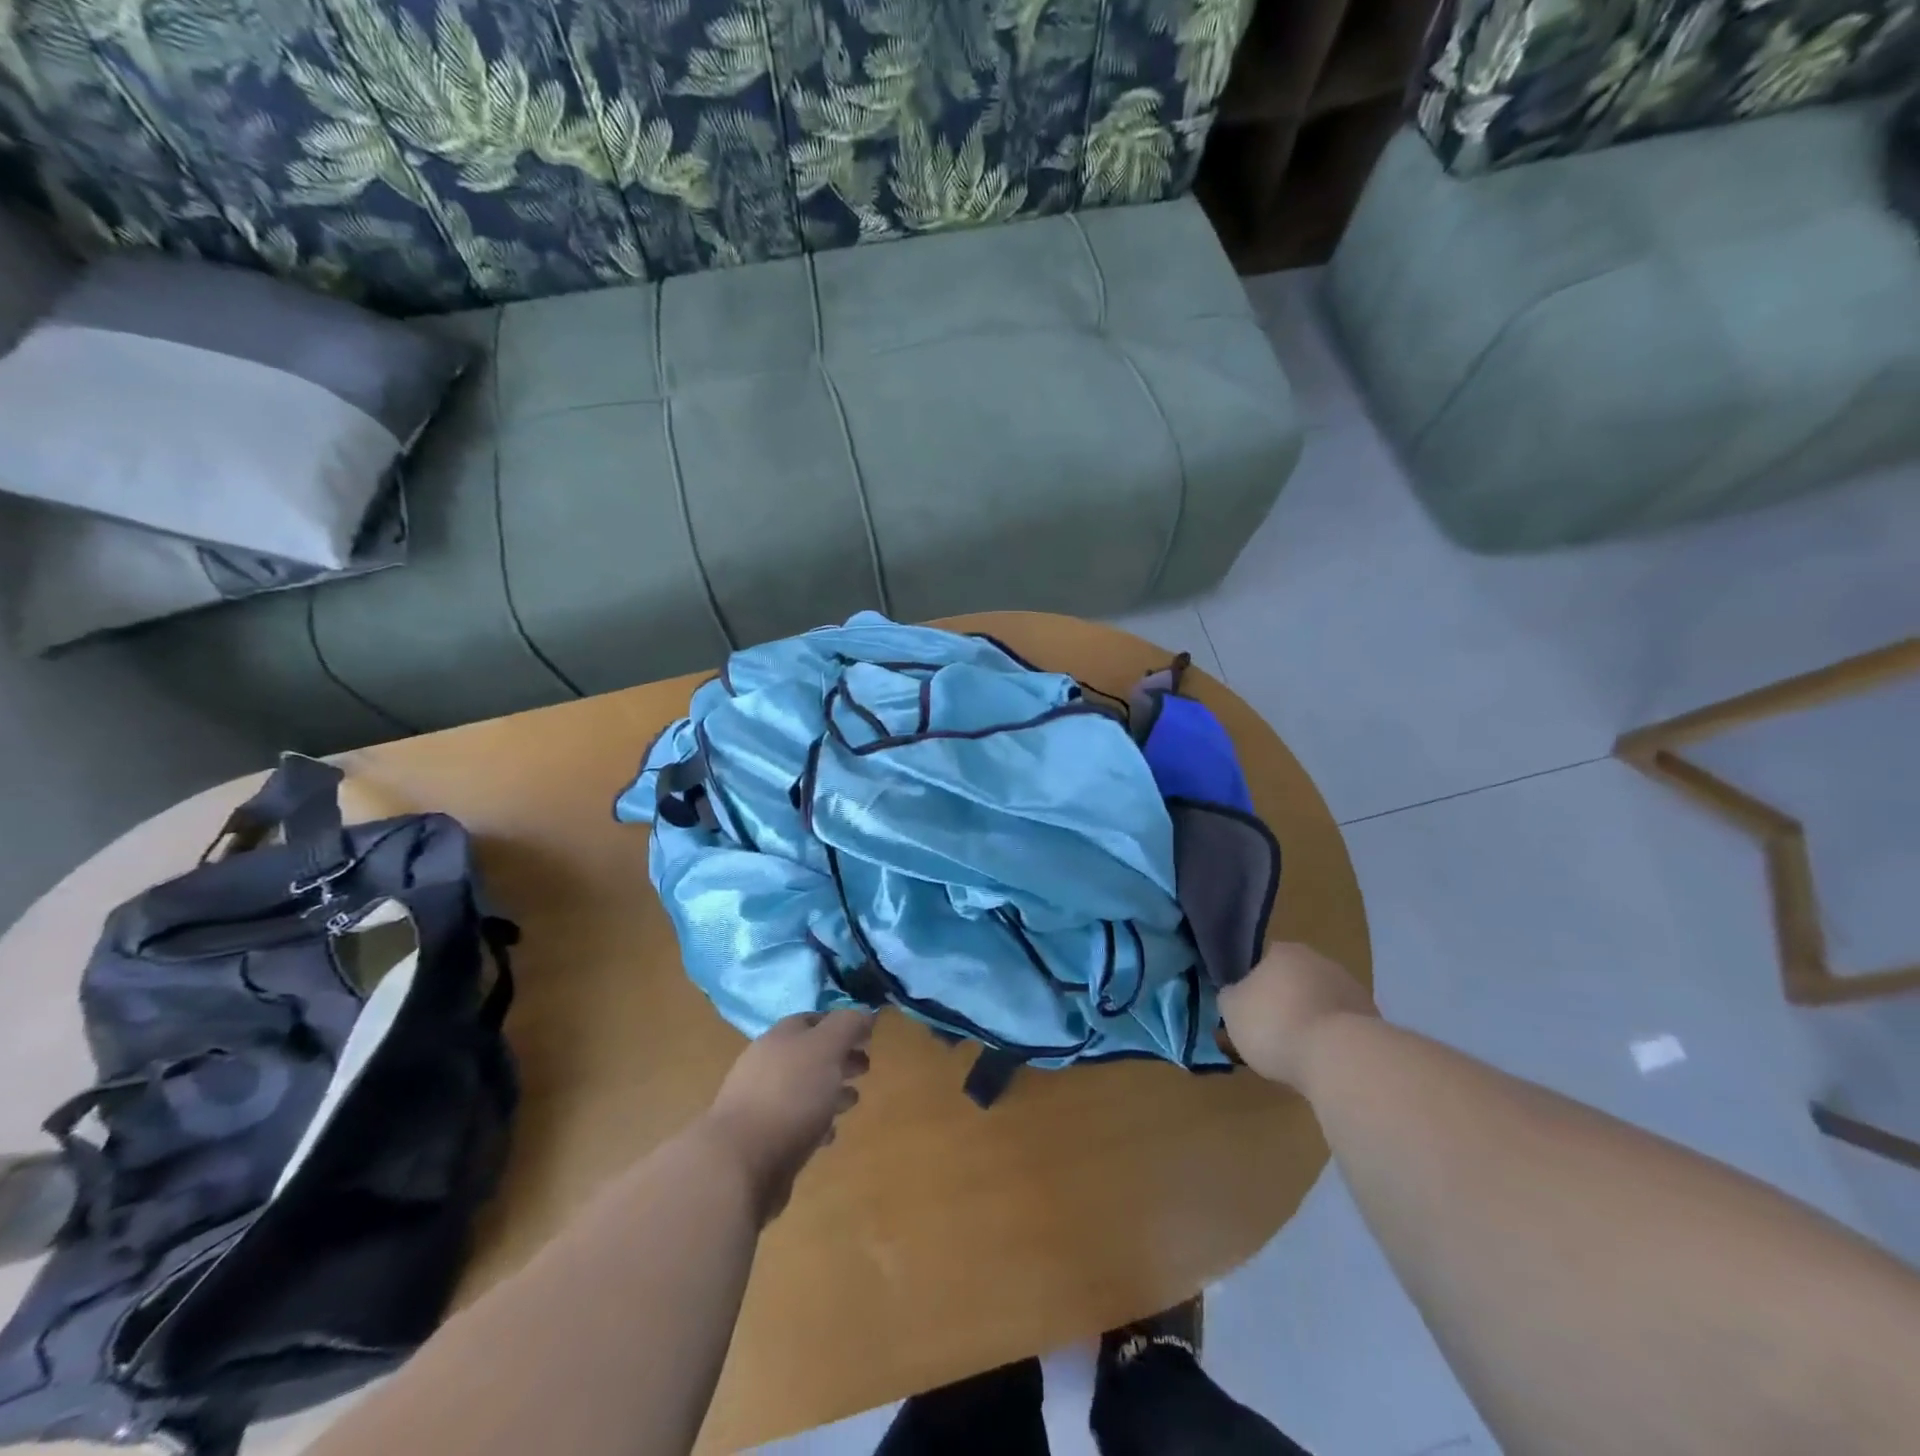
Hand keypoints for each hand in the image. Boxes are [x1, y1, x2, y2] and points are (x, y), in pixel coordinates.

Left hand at [702, 1010, 874, 1224]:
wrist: (740, 1163)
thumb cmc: (789, 1095)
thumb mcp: (826, 1049)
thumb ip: (847, 1026)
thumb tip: (865, 1012)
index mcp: (780, 1037)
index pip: (813, 1020)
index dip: (841, 1024)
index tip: (867, 1035)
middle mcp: (767, 1064)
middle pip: (808, 1054)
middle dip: (838, 1058)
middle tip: (866, 1068)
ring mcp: (760, 1103)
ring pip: (802, 1089)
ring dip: (828, 1091)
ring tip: (853, 1101)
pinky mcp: (761, 1140)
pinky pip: (794, 1123)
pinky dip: (814, 1123)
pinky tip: (829, 1134)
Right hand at [1218, 942, 1374, 1090]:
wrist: (1338, 1058)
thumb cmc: (1274, 1024)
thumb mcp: (1231, 1010)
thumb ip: (1231, 997)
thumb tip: (1236, 995)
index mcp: (1285, 951)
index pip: (1264, 961)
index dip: (1255, 987)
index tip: (1250, 1013)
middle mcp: (1321, 961)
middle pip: (1295, 982)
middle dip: (1285, 1004)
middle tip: (1271, 1035)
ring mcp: (1352, 989)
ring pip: (1321, 1005)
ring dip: (1310, 1022)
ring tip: (1297, 1056)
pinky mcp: (1374, 1020)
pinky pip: (1342, 1028)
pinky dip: (1332, 1042)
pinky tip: (1322, 1063)